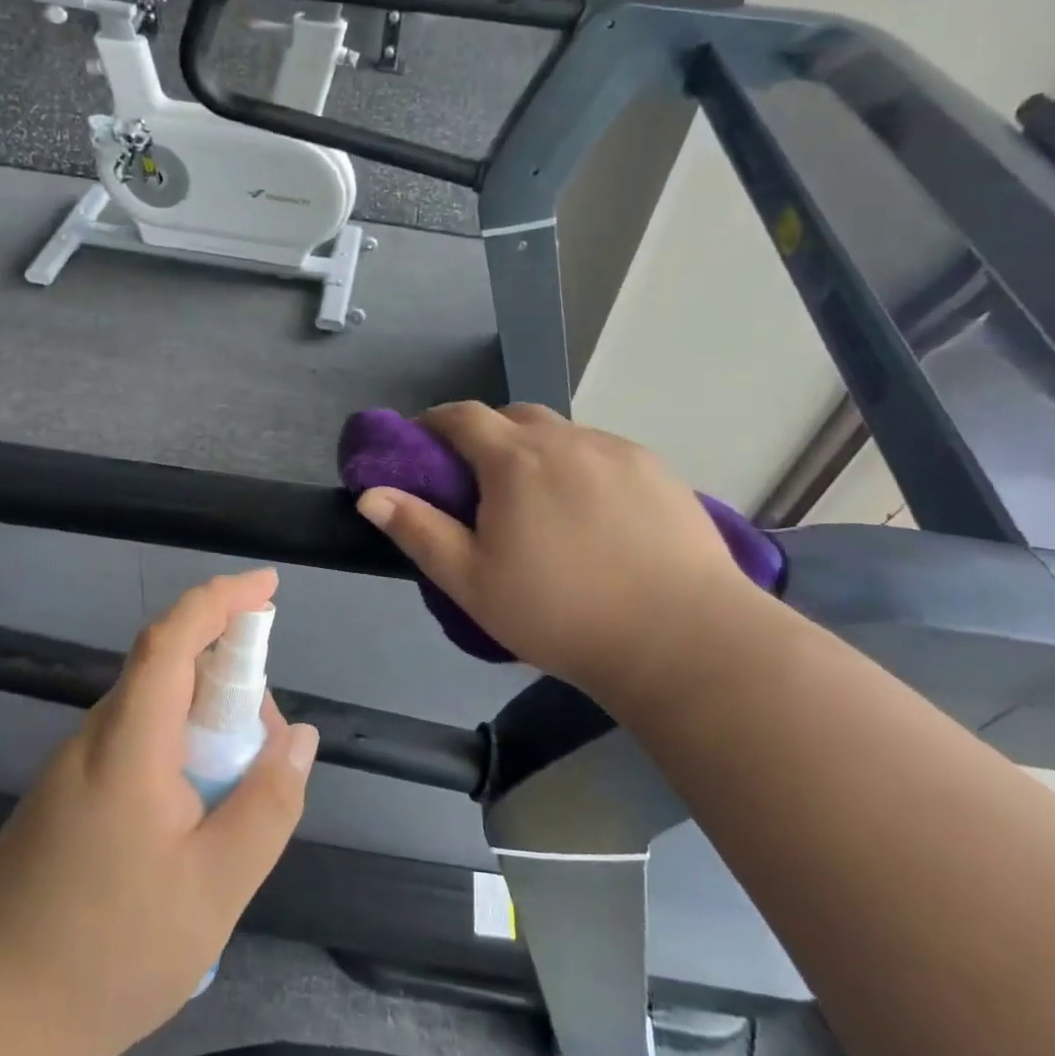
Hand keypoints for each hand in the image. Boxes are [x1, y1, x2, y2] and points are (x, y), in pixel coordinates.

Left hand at [0, 570, 319, 1055]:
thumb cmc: (111, 952)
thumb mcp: (215, 888)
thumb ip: (267, 804)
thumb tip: (299, 736)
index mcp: (127, 745)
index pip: (172, 640)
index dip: (220, 600)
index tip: (267, 587)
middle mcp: (95, 737)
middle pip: (169, 668)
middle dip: (230, 676)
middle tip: (269, 740)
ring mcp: (75, 764)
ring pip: (155, 707)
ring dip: (207, 718)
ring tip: (240, 784)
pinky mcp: (68, 792)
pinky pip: (137, 740)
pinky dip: (181, 746)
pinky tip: (197, 811)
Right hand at [354, 403, 762, 700]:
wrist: (682, 639)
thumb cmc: (561, 614)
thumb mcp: (472, 583)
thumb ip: (418, 532)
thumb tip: (371, 494)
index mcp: (516, 460)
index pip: (463, 416)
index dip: (435, 423)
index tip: (423, 446)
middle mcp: (567, 439)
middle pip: (514, 416)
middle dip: (486, 434)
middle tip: (480, 481)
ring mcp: (619, 451)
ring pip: (563, 433)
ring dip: (538, 449)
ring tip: (539, 500)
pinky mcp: (659, 471)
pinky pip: (604, 452)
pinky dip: (582, 465)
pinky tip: (593, 512)